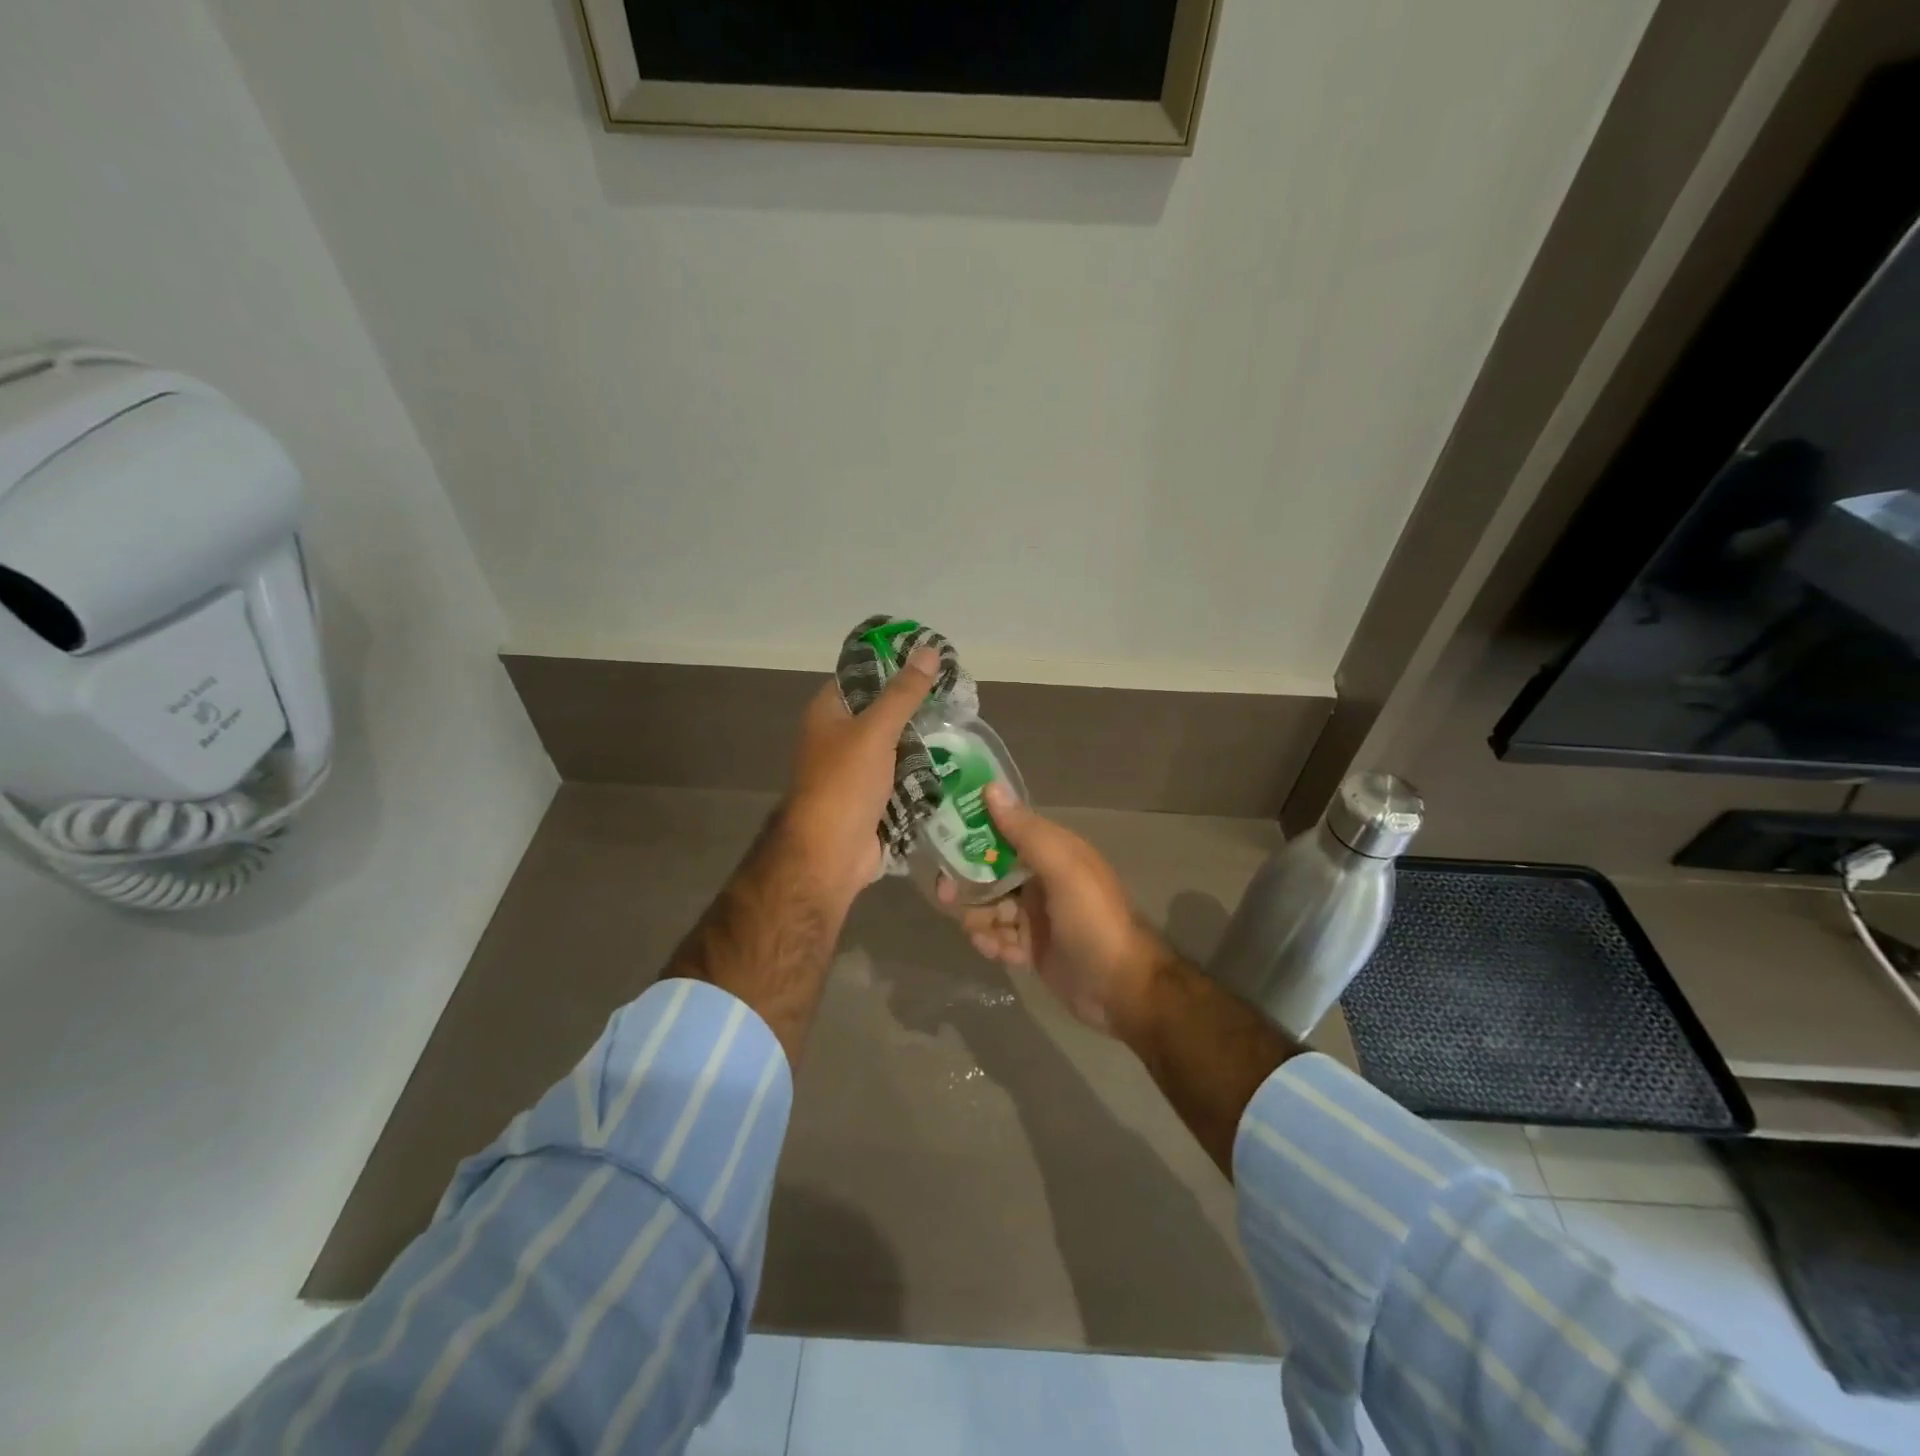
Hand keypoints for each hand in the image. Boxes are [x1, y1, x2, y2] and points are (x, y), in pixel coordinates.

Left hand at [782, 647, 937, 907]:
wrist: (830, 855)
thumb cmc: (844, 784)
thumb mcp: (875, 731)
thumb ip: (903, 693)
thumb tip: (928, 650)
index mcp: (830, 713)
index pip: (862, 675)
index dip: (894, 664)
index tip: (932, 661)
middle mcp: (840, 738)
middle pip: (883, 712)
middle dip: (918, 708)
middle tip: (959, 698)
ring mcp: (857, 770)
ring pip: (897, 746)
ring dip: (925, 742)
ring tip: (965, 727)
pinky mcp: (874, 798)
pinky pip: (903, 777)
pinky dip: (924, 773)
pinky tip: (956, 762)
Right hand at [937, 783, 1168, 1036]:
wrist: (1122, 990)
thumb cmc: (1093, 921)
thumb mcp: (1063, 870)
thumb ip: (1026, 832)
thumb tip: (991, 788)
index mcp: (1054, 852)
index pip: (1006, 830)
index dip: (975, 830)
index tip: (943, 835)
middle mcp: (1043, 878)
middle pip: (991, 870)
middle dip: (966, 881)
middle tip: (945, 894)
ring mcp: (1037, 915)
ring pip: (991, 906)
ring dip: (977, 916)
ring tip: (978, 932)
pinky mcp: (1033, 947)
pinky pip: (1000, 937)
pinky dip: (992, 942)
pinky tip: (997, 952)